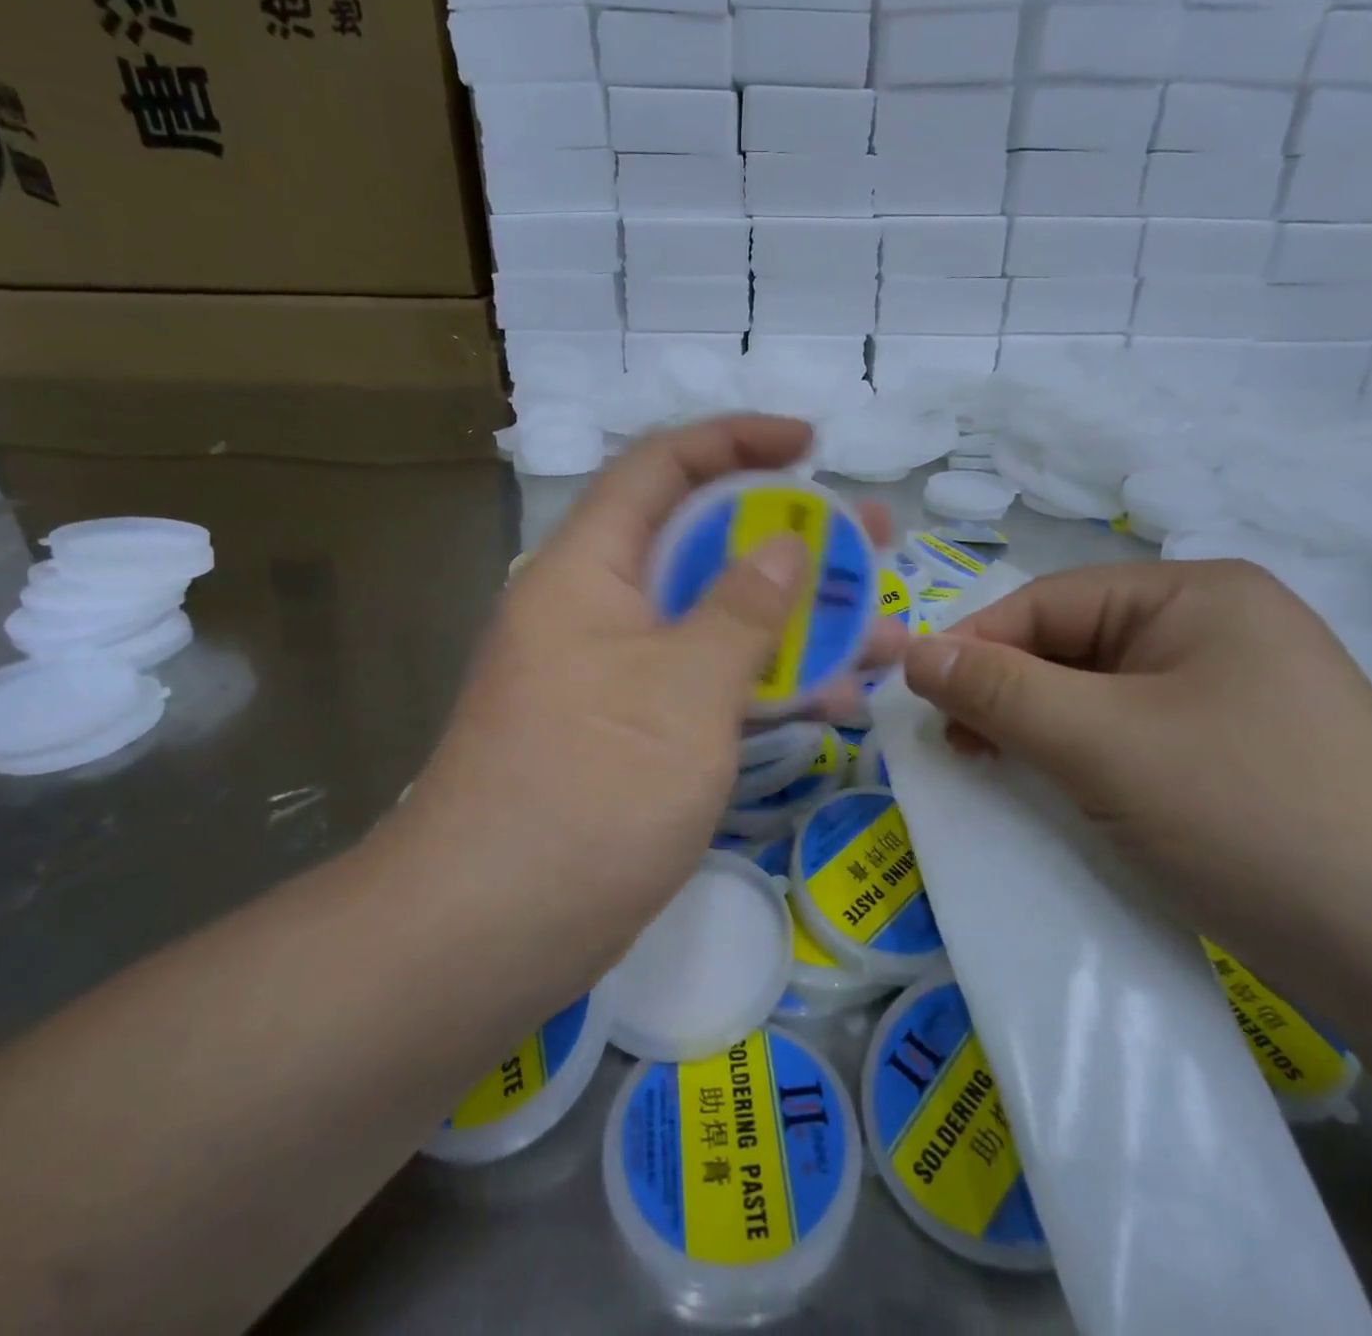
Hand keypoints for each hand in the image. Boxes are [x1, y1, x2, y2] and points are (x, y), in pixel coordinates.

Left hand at [414, 416, 902, 966]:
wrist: (491, 929)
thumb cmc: (589, 789)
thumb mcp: (685, 689)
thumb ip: (743, 610)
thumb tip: (786, 545)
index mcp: (589, 569)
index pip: (662, 469)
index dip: (736, 442)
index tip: (810, 446)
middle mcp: (599, 609)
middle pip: (702, 545)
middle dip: (790, 539)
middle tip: (869, 540)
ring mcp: (617, 675)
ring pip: (716, 622)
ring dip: (794, 622)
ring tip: (879, 627)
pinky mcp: (633, 733)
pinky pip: (708, 684)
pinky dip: (765, 684)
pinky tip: (834, 699)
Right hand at [902, 560, 1371, 960]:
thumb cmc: (1250, 816)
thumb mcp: (1103, 744)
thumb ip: (999, 692)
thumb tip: (911, 653)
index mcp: (1194, 595)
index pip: (1048, 602)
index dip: (975, 645)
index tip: (917, 699)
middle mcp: (1211, 629)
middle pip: (1069, 646)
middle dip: (1004, 691)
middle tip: (954, 745)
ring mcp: (1224, 694)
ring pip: (1092, 696)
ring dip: (1034, 728)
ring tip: (991, 767)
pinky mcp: (1226, 755)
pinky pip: (1123, 737)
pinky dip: (1075, 757)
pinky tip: (1049, 788)